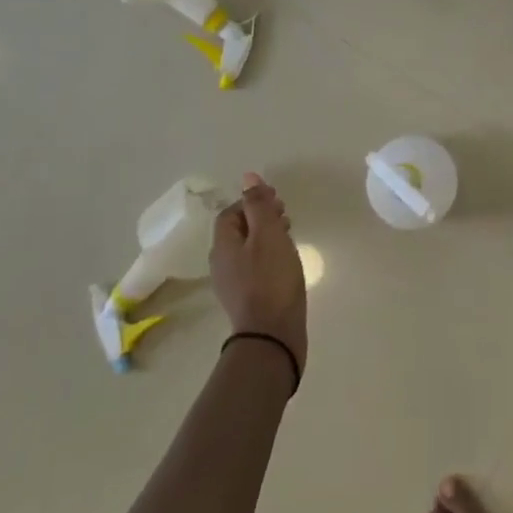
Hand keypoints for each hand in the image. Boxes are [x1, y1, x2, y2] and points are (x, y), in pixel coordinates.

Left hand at [210, 173, 307, 373]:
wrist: (272, 335)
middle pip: (238, 231)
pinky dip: (270, 256)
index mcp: (223, 245)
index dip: (251, 201)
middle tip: (286, 215)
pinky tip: (287, 261)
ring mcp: (234, 284)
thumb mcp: (267, 235)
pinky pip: (255, 267)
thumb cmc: (270, 279)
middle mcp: (222, 263)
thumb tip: (247, 176)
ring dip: (266, 236)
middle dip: (260, 217)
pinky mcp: (248, 299)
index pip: (230, 213)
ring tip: (290, 235)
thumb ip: (258, 205)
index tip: (277, 199)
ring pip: (248, 249)